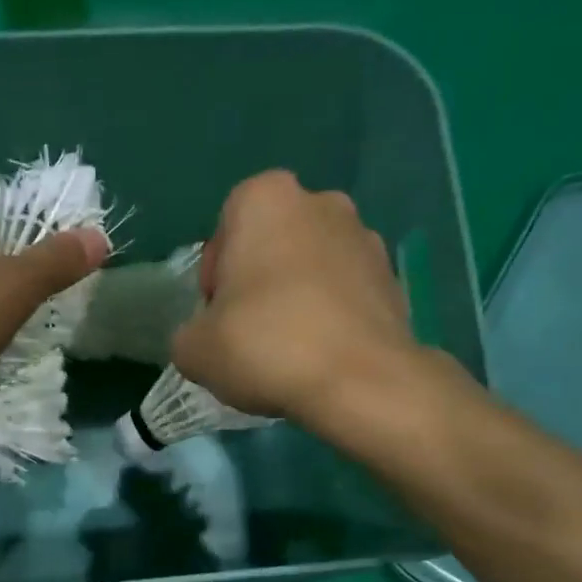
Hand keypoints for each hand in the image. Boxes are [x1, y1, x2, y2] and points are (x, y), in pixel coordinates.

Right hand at [173, 170, 415, 427]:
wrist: (359, 382)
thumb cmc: (265, 347)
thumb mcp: (193, 349)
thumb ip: (189, 333)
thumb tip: (205, 337)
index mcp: (266, 199)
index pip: (225, 226)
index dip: (215, 274)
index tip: (217, 314)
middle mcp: (321, 202)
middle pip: (272, 242)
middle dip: (258, 279)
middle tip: (248, 330)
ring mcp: (365, 237)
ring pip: (311, 265)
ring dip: (295, 296)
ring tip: (287, 349)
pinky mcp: (392, 278)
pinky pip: (344, 292)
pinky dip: (329, 316)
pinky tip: (319, 356)